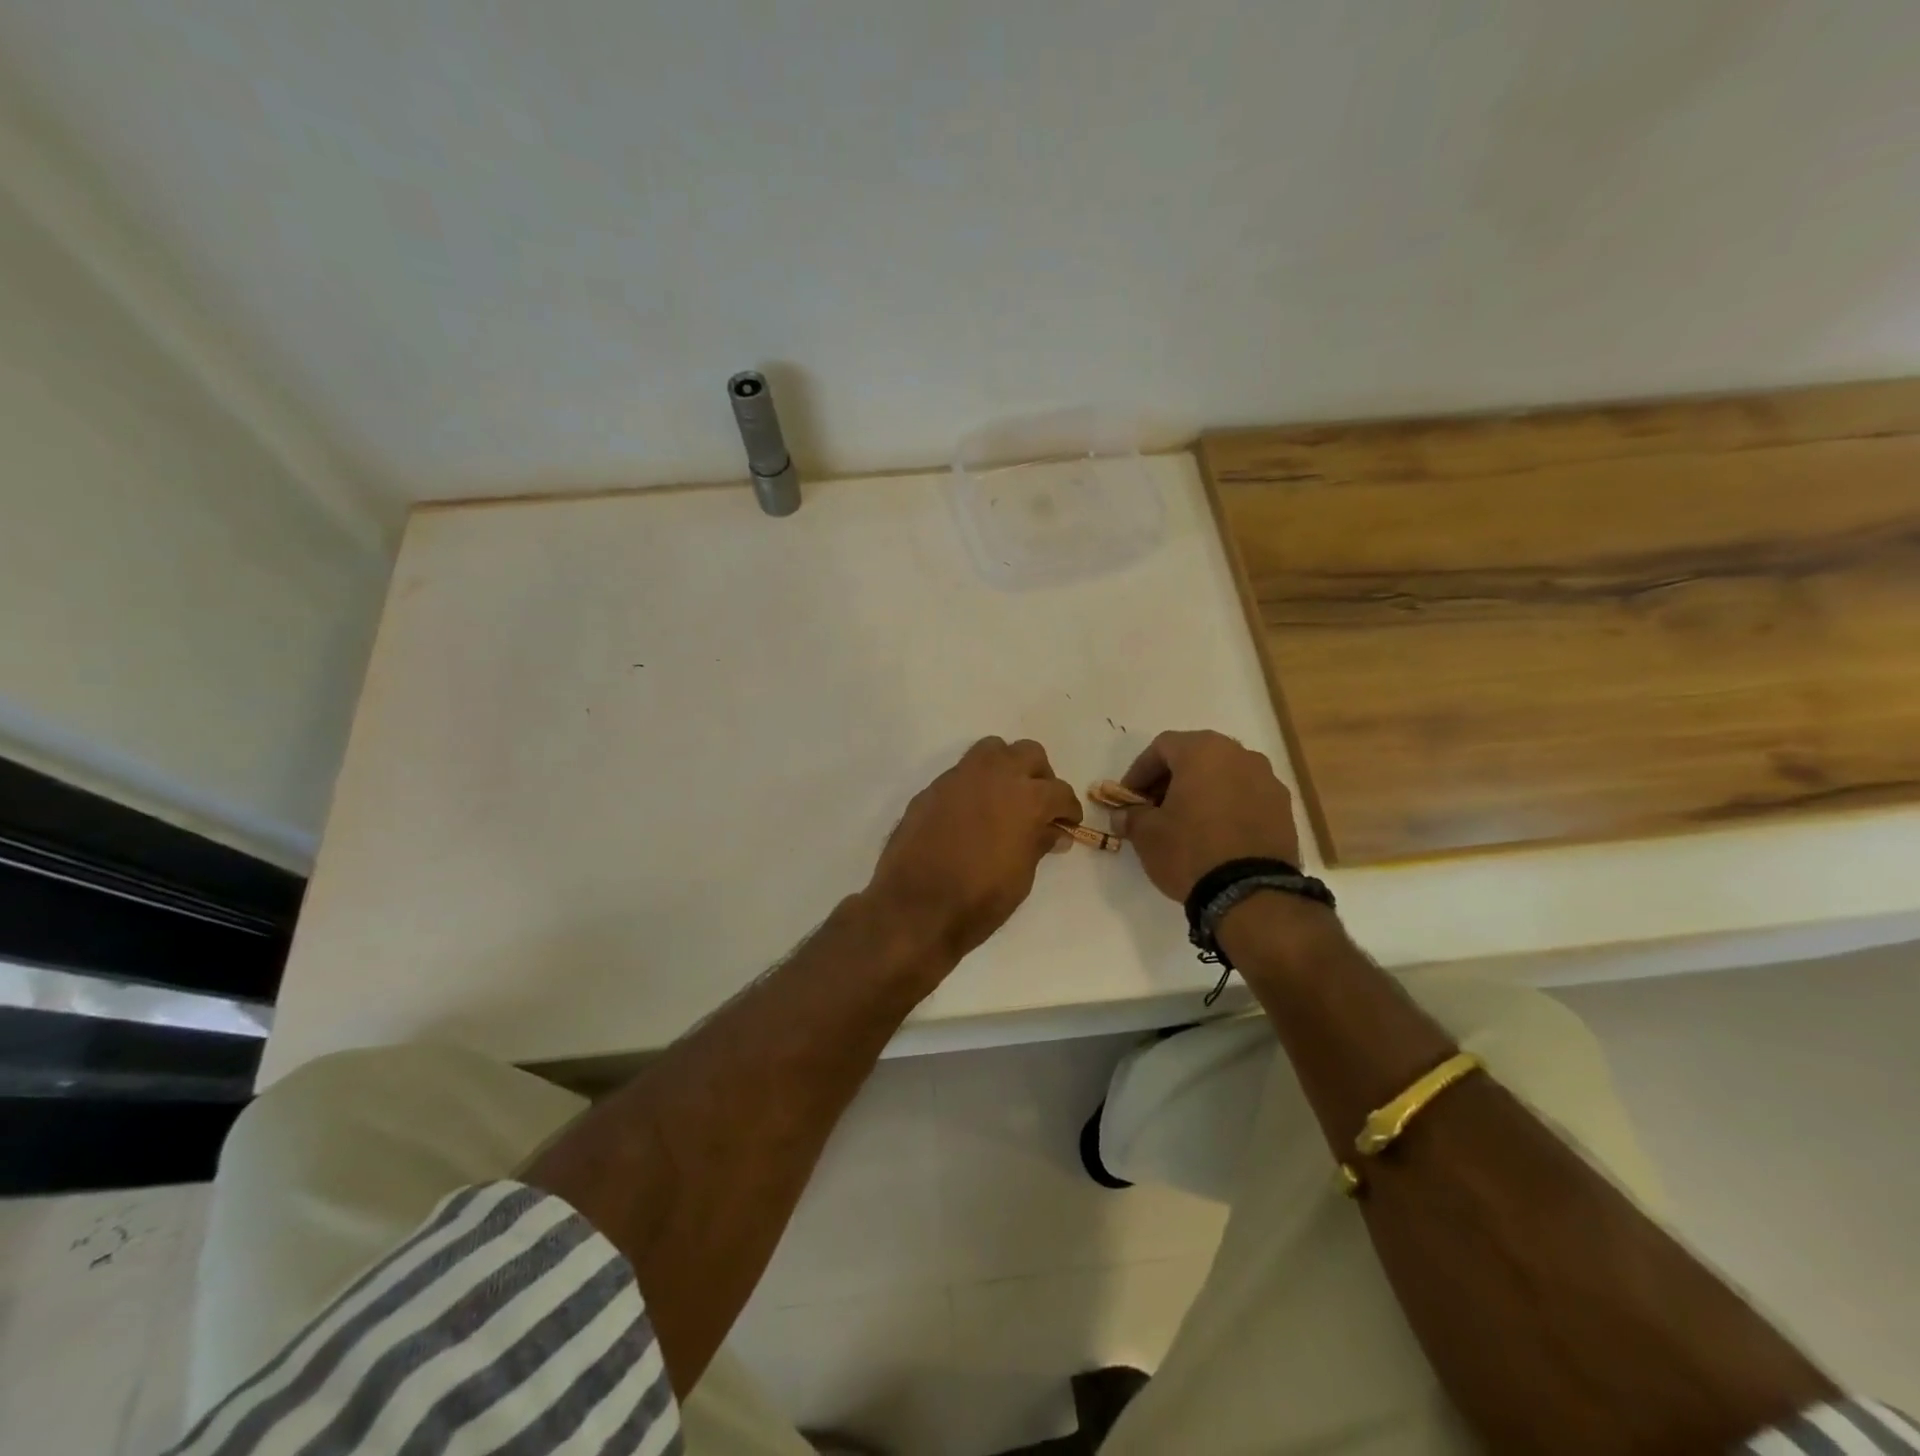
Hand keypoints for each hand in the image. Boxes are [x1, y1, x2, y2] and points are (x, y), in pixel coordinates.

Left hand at [866, 737, 1081, 960]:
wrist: (915, 906)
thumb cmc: (979, 898)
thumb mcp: (1022, 877)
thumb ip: (1038, 844)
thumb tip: (1052, 832)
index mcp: (1026, 798)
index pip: (1060, 791)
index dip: (1068, 809)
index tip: (1067, 824)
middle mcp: (995, 776)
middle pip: (1029, 753)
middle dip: (1040, 775)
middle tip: (1038, 804)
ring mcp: (960, 777)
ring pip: (992, 750)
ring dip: (1005, 767)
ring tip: (1005, 798)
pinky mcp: (932, 788)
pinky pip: (962, 773)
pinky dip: (975, 784)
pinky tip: (971, 814)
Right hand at [1117, 730, 1301, 901]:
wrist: (1250, 892)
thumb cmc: (1190, 850)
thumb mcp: (1146, 834)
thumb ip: (1132, 816)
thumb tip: (1123, 815)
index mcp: (1203, 751)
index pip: (1161, 747)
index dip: (1139, 771)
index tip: (1128, 798)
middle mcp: (1239, 755)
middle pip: (1196, 757)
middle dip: (1171, 779)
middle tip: (1154, 807)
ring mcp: (1267, 780)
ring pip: (1224, 775)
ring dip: (1201, 791)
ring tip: (1186, 822)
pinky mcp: (1284, 808)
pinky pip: (1246, 796)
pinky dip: (1227, 806)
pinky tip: (1216, 834)